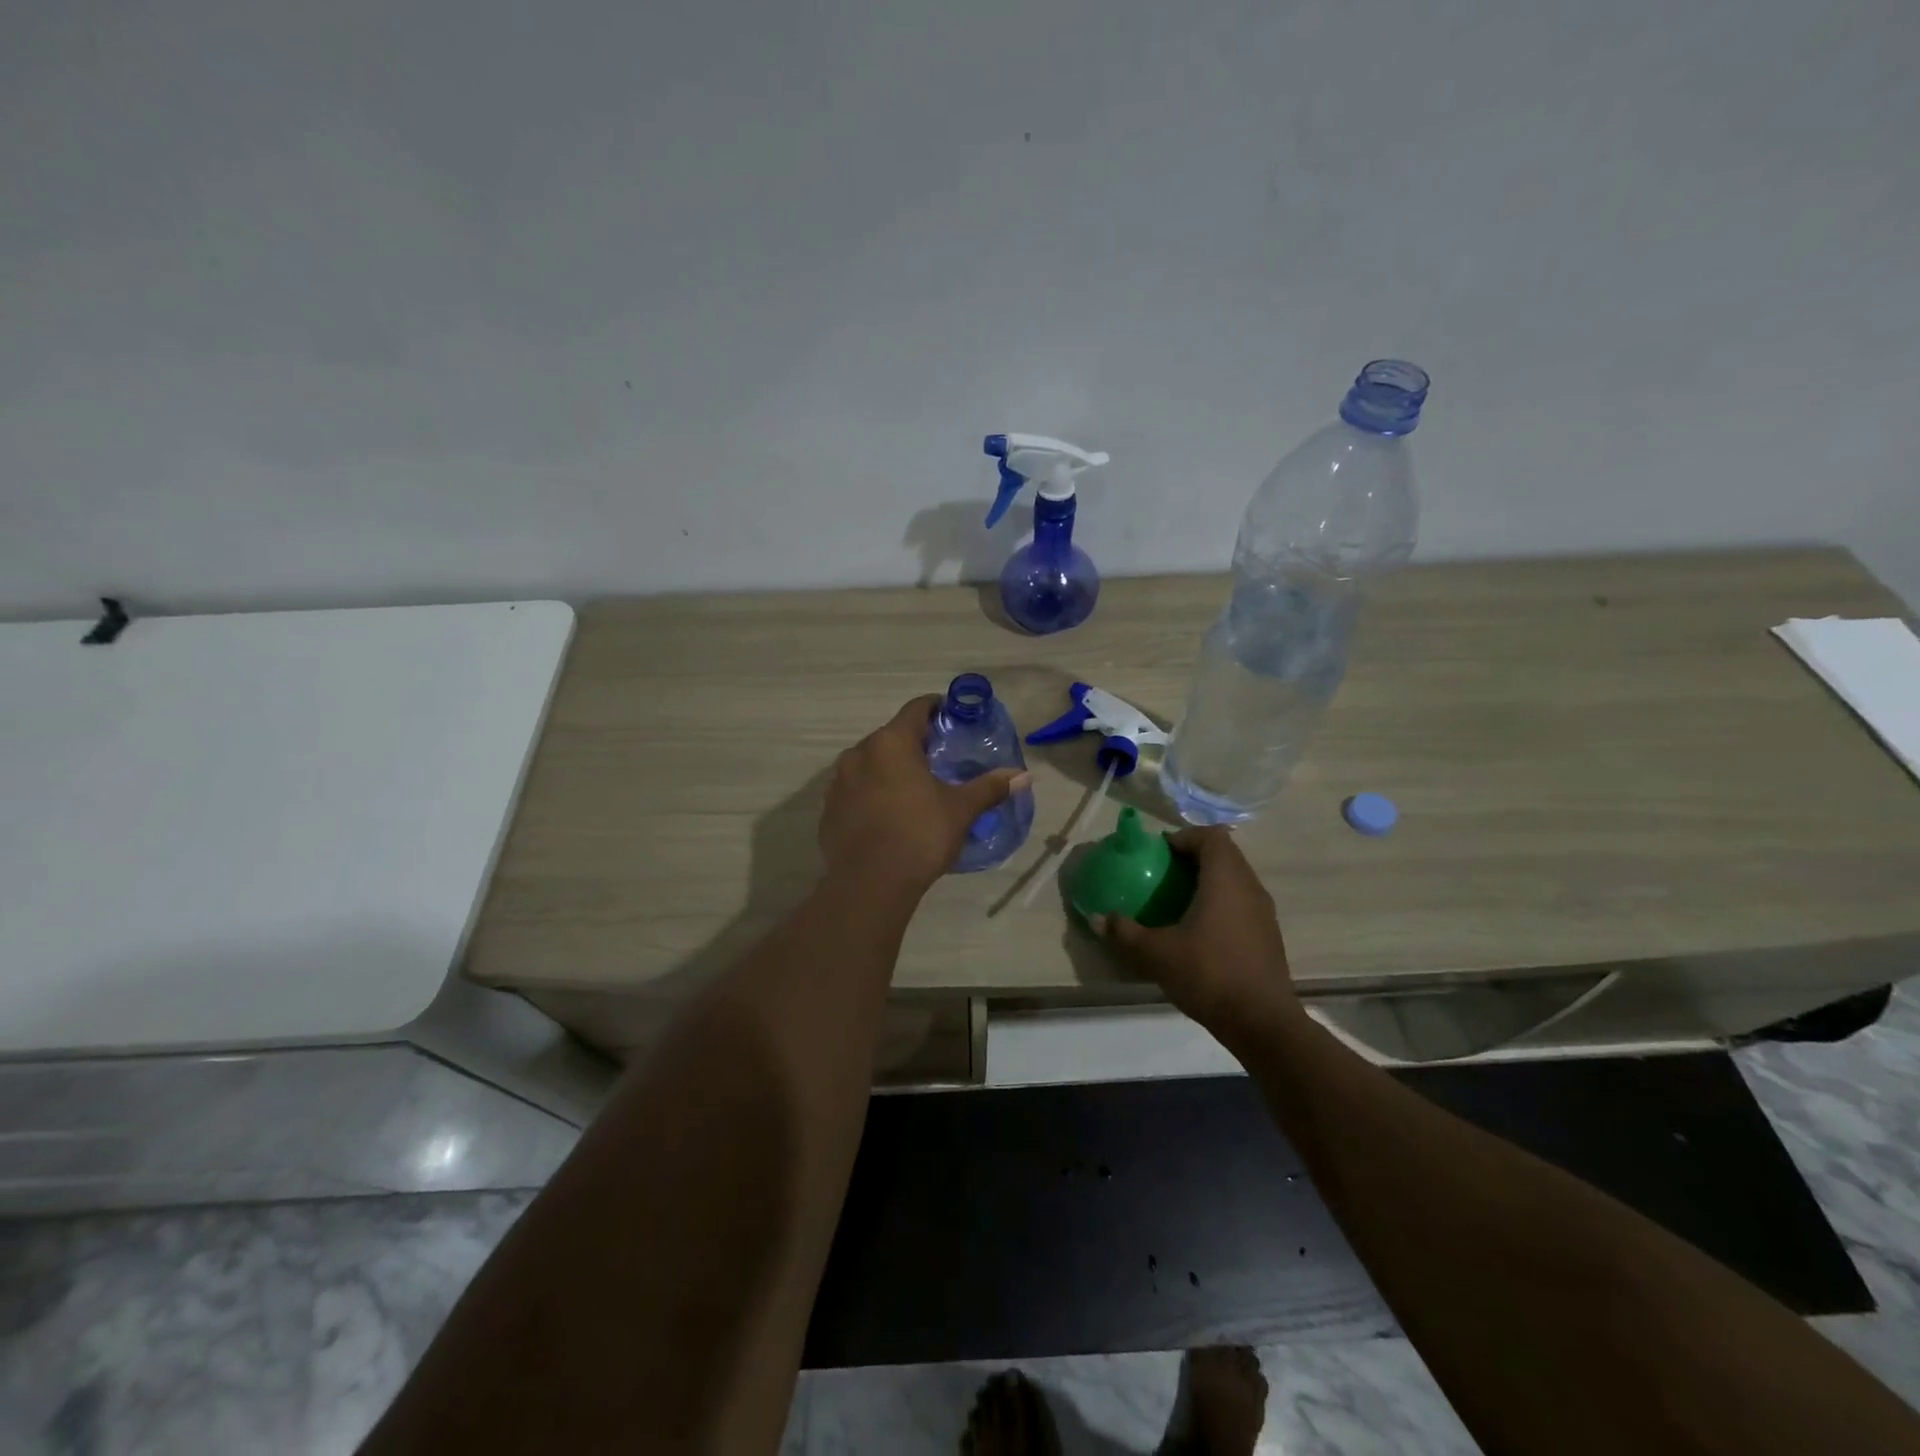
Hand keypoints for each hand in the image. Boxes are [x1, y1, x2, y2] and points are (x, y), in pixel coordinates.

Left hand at [820, 696, 1031, 893]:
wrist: (869, 884)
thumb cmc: (919, 835)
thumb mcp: (960, 810)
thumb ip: (989, 787)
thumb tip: (1024, 775)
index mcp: (891, 743)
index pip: (916, 709)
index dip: (936, 708)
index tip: (953, 717)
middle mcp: (859, 753)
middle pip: (891, 736)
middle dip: (914, 743)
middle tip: (939, 759)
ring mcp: (839, 782)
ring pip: (870, 763)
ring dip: (890, 769)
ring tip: (914, 788)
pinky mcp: (829, 809)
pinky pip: (855, 790)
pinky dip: (872, 793)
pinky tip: (889, 815)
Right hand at [1092, 826, 1300, 1039]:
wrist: (1262, 1023)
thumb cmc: (1209, 974)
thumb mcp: (1156, 953)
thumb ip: (1125, 932)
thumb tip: (1098, 918)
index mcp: (1225, 878)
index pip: (1211, 836)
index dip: (1183, 837)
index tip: (1158, 854)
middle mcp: (1249, 886)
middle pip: (1223, 855)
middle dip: (1192, 859)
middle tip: (1161, 876)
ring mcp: (1264, 912)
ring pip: (1234, 880)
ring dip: (1207, 883)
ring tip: (1177, 903)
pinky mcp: (1268, 936)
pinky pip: (1241, 904)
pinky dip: (1220, 905)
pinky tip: (1198, 932)